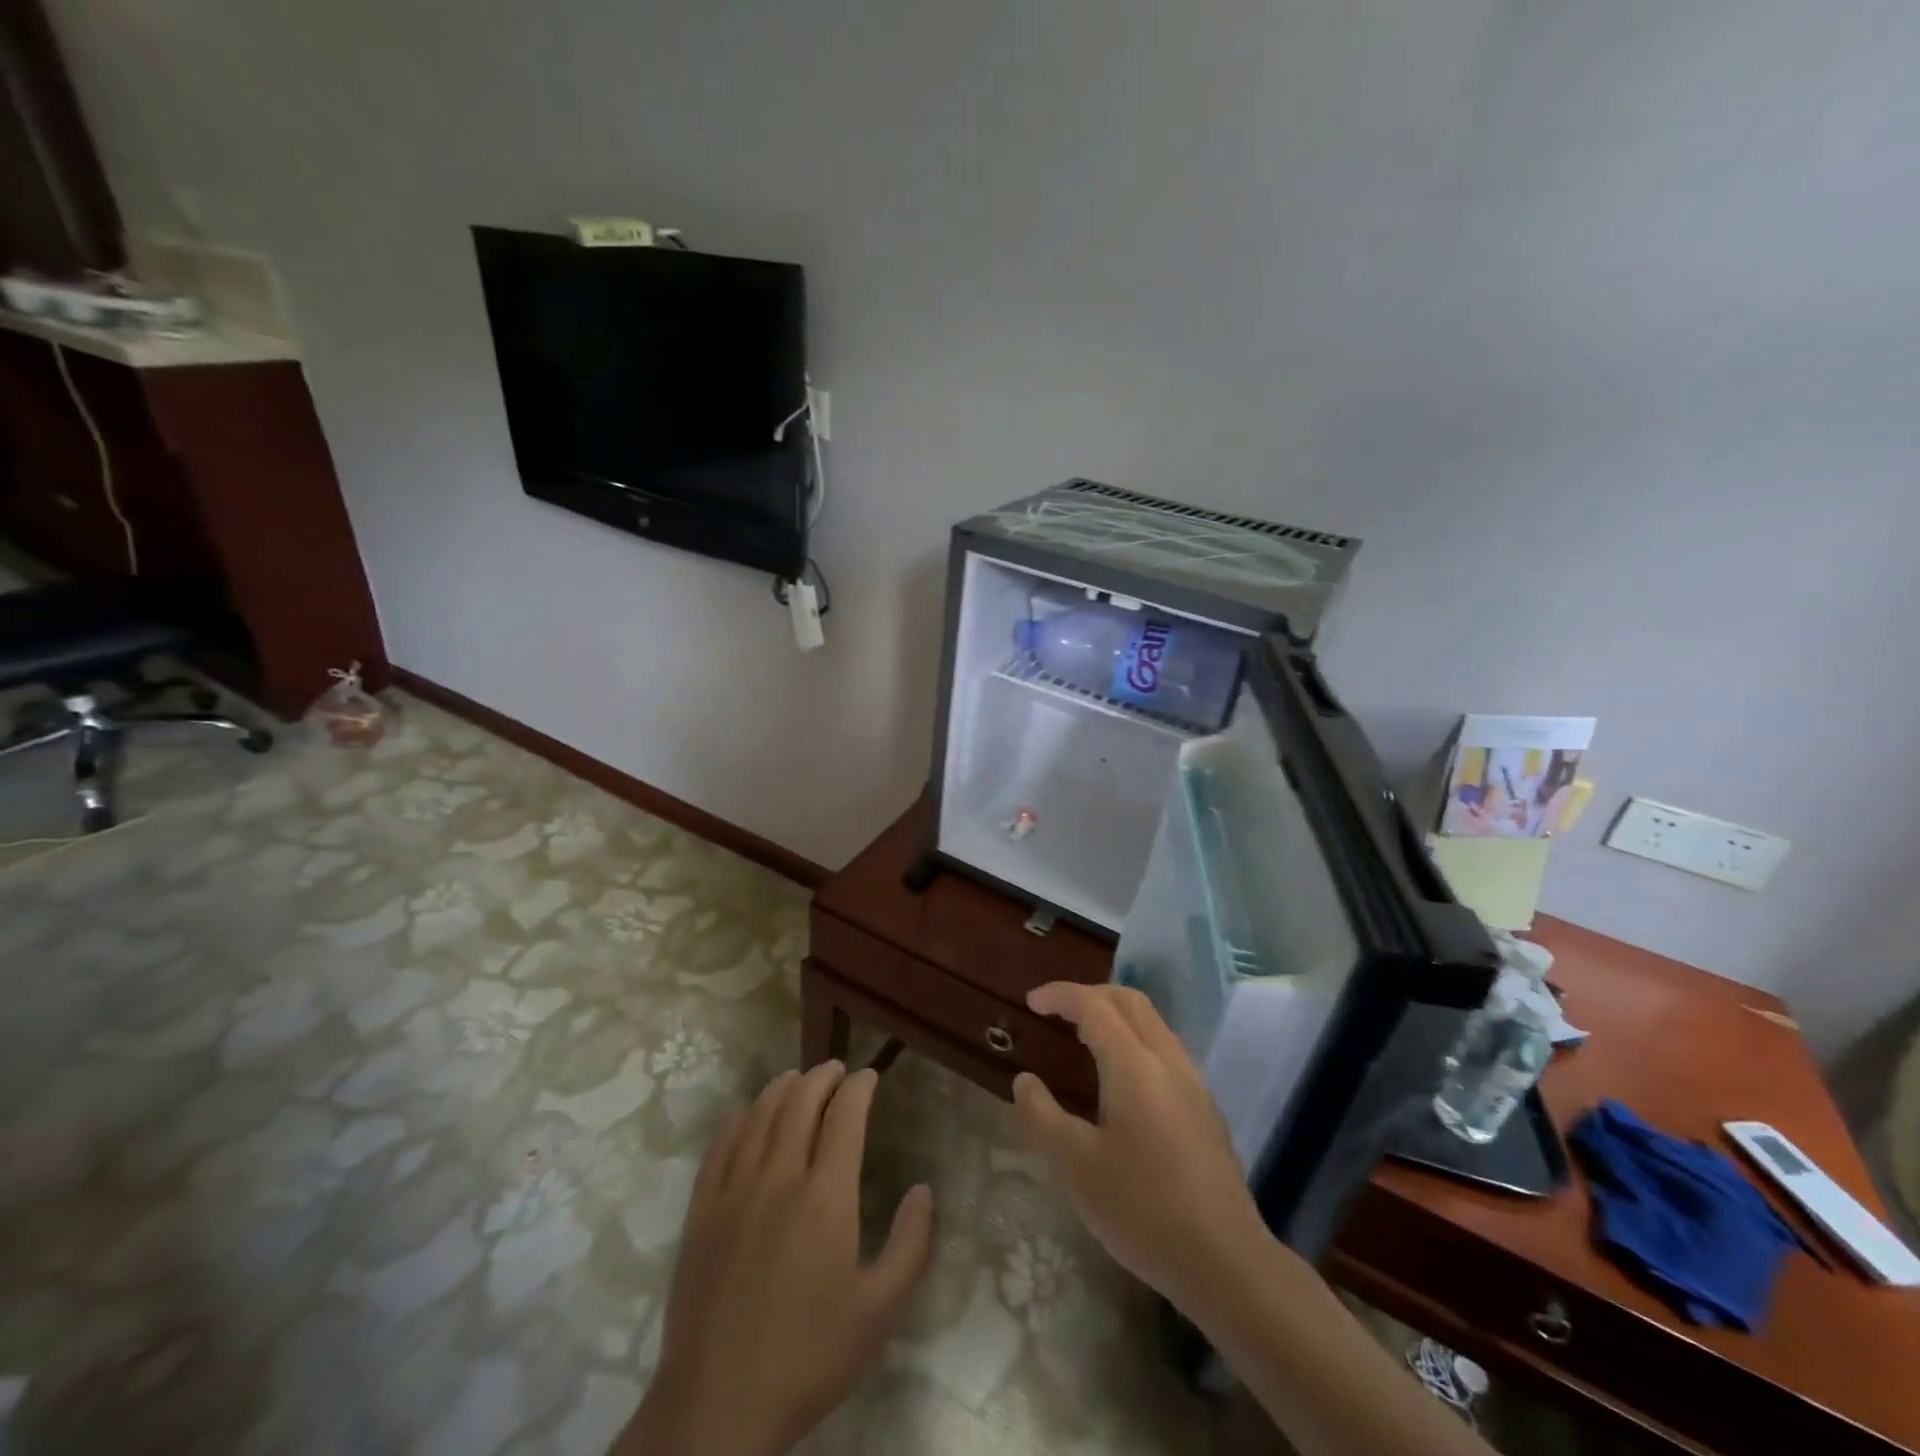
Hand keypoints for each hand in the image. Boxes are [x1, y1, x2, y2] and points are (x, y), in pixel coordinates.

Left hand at [618, 1063, 933, 1455]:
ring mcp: (734, 1191)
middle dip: (822, 1077)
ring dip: (781, 1089)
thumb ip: (911, 1244)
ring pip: (759, 1115)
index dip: (859, 1087)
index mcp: (826, 1196)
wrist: (717, 1407)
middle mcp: (779, 1177)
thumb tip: (923, 1190)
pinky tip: (745, 1115)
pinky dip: (738, 1119)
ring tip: (796, 1079)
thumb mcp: (880, 1311)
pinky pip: (720, 1146)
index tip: (870, 1077)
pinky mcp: (702, 1211)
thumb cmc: (808, 1357)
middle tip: (837, 1070)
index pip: (844, 1116)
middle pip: (800, 1102)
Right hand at [1012, 982, 1270, 1309]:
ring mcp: (1193, 1083)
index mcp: (1134, 1065)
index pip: (1094, 1005)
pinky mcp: (1206, 1108)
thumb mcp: (1075, 1167)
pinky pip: (1165, 1049)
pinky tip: (1121, 1080)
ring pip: (1152, 1023)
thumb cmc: (1142, 1210)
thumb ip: (1041, 1116)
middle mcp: (1168, 1061)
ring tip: (1083, 1038)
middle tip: (1056, 1011)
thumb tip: (1024, 1081)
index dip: (1060, 995)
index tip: (1031, 1002)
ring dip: (1115, 1015)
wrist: (1226, 1262)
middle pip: (1129, 1001)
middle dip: (1090, 994)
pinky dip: (1134, 1040)